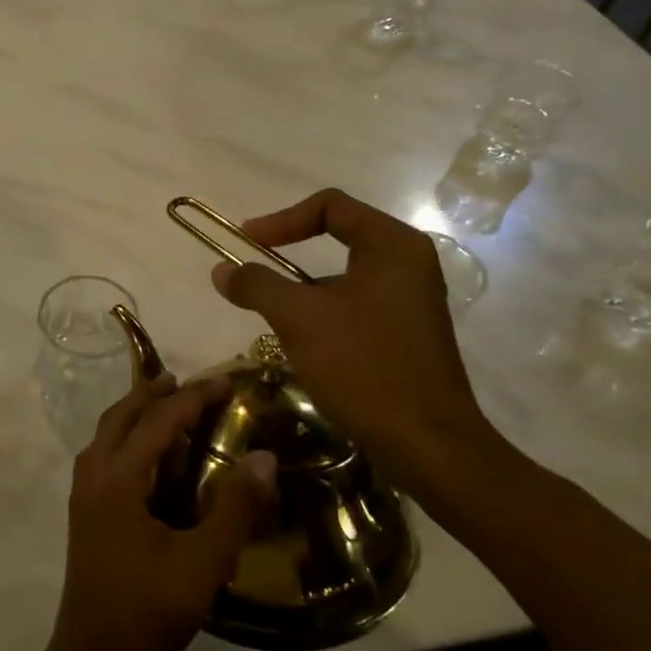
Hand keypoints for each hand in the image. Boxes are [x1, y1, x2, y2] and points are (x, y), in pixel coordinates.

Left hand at [42, 373, 276, 650]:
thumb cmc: (149, 612)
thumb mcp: (203, 563)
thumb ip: (234, 508)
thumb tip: (264, 457)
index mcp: (118, 478)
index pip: (159, 421)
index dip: (194, 398)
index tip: (226, 382)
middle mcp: (94, 475)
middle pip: (122, 416)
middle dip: (153, 393)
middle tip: (188, 382)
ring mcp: (83, 494)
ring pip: (107, 434)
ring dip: (136, 413)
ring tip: (167, 406)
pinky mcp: (84, 513)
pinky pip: (104, 455)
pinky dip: (126, 438)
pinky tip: (148, 457)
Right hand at [210, 187, 508, 502]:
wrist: (428, 444)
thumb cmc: (364, 366)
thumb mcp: (299, 318)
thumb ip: (257, 285)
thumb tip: (222, 270)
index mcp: (392, 245)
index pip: (330, 206)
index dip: (281, 219)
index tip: (247, 242)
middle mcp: (409, 264)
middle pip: (339, 236)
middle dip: (290, 253)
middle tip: (256, 273)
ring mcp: (413, 300)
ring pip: (345, 276)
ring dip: (304, 289)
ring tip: (273, 316)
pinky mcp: (410, 334)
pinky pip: (358, 306)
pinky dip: (325, 313)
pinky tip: (305, 345)